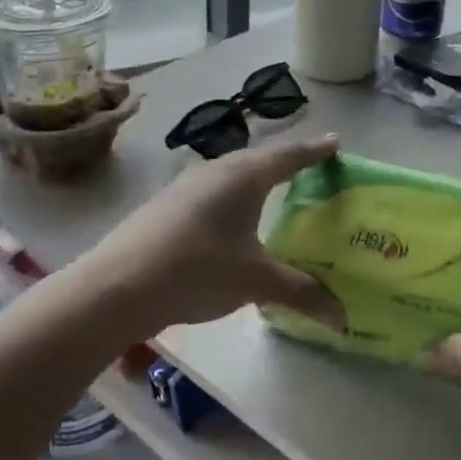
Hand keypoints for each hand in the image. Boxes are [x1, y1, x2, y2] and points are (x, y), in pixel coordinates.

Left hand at [76, 132, 344, 337]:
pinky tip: (231, 221)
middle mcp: (218, 170)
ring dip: (257, 179)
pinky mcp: (167, 204)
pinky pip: (213, 190)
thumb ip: (301, 292)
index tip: (336, 143)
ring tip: (275, 191)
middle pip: (261, 159)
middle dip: (287, 162)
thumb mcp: (256, 282)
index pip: (290, 155)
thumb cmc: (198, 270)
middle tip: (312, 168)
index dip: (316, 150)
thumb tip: (342, 317)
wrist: (117, 285)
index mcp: (246, 176)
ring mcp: (187, 185)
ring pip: (233, 173)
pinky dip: (233, 197)